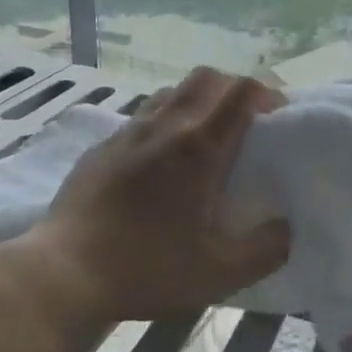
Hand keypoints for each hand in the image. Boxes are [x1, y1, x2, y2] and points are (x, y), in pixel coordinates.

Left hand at [17, 68, 290, 324]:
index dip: (267, 93)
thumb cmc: (147, 268)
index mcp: (198, 147)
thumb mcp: (220, 273)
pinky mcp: (102, 146)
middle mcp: (164, 125)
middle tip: (246, 123)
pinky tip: (161, 162)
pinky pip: (142, 116)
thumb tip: (286, 226)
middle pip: (206, 77)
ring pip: (172, 92)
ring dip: (198, 102)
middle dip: (234, 89)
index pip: (240, 91)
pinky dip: (165, 122)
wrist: (65, 270)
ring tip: (205, 139)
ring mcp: (128, 132)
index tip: (278, 117)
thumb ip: (266, 249)